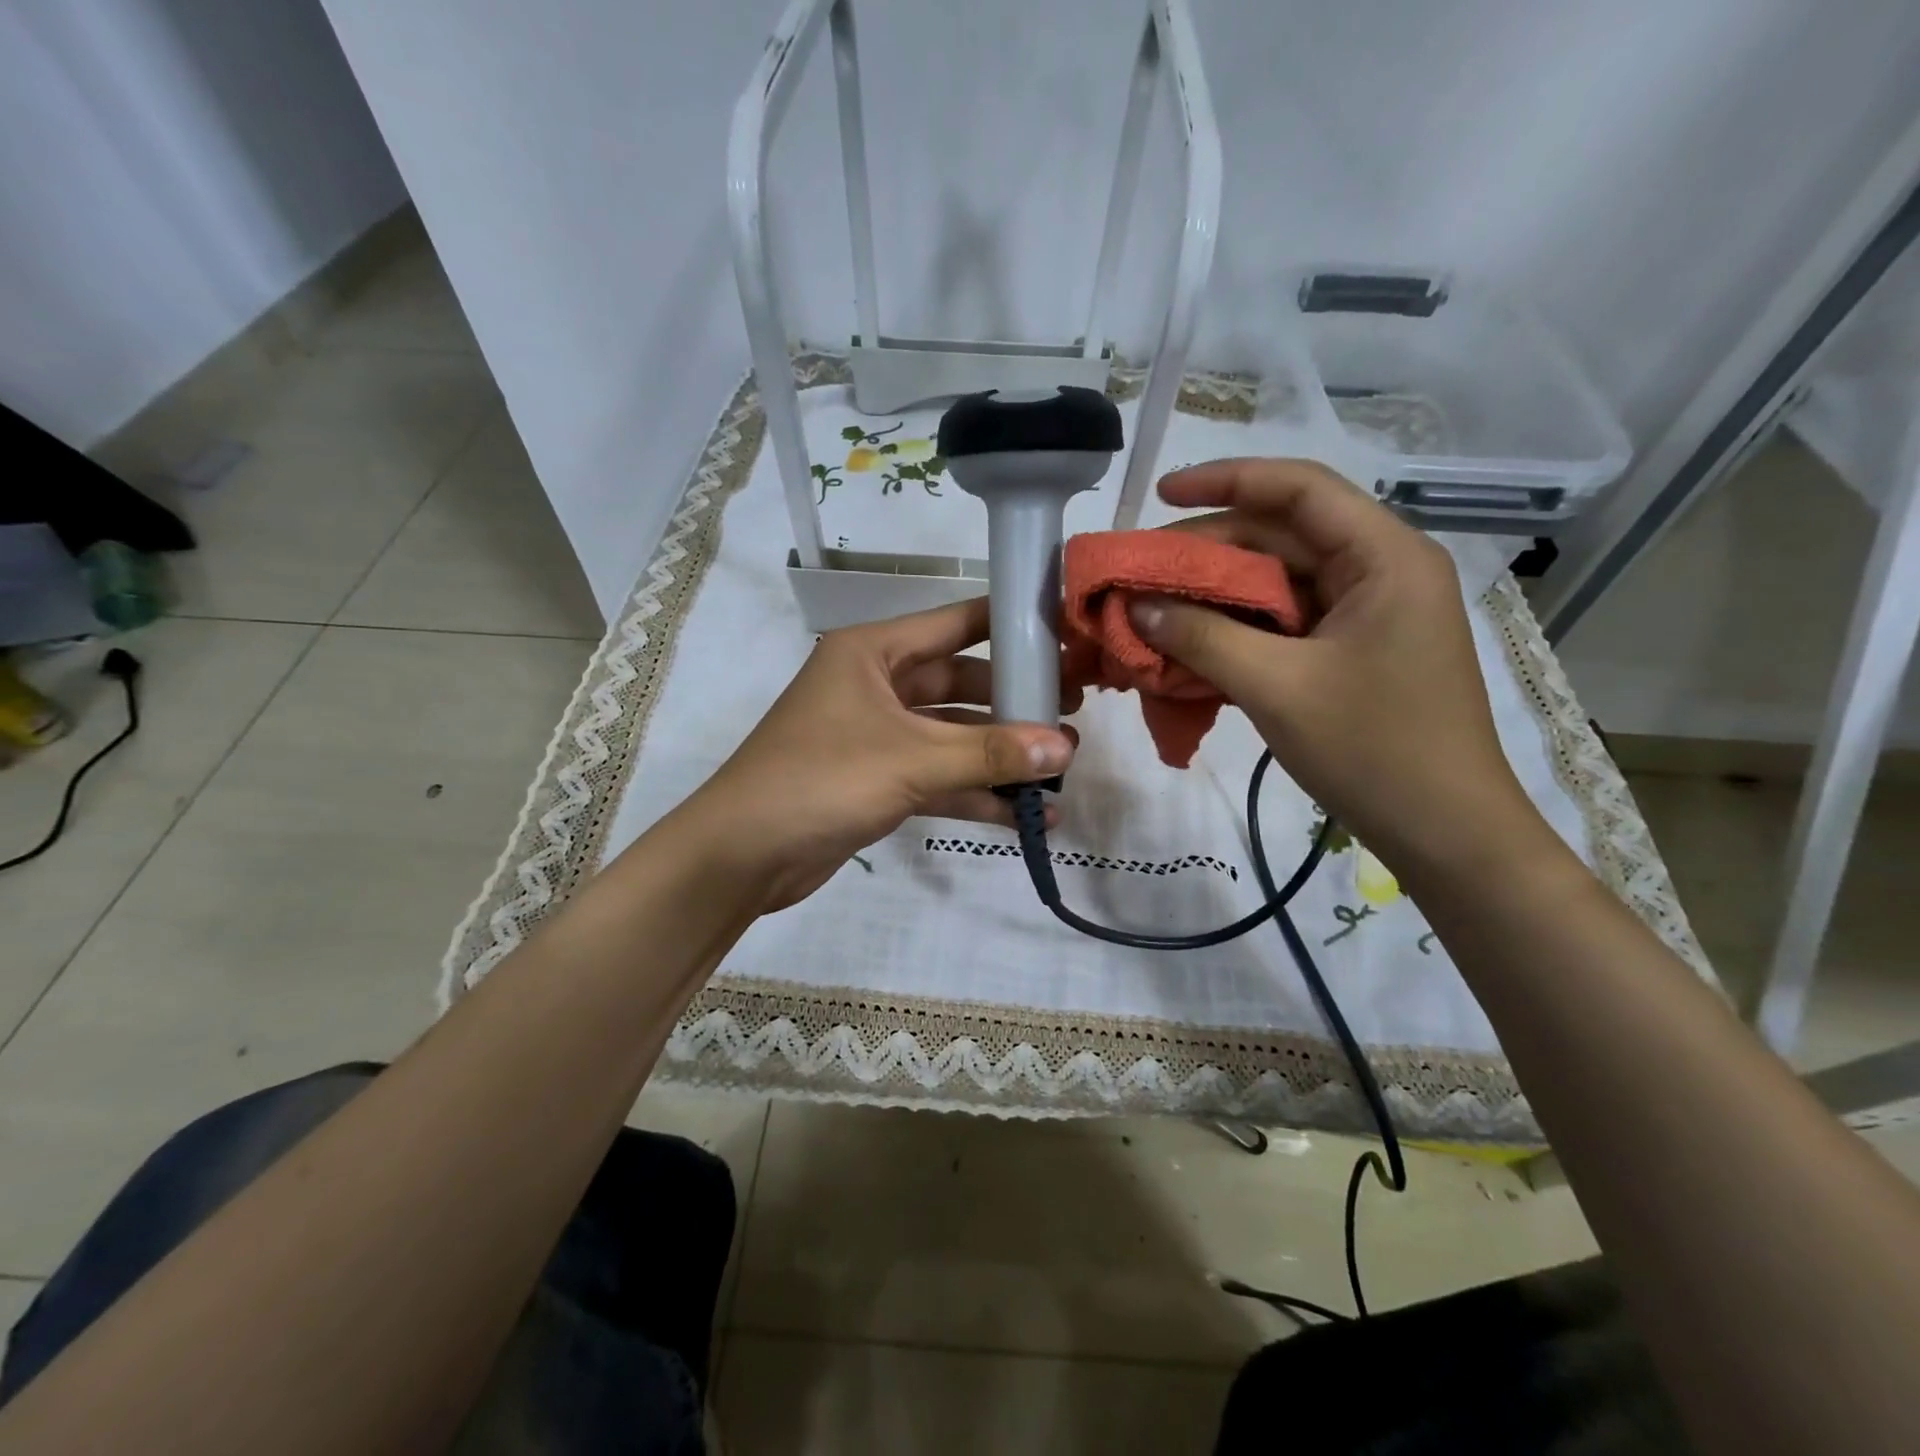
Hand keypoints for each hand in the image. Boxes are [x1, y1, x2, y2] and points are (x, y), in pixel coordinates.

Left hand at [679, 597, 1076, 911]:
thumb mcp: (910, 760)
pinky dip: (976, 793)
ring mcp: (877, 735)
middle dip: (1014, 702)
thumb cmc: (820, 781)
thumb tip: (1066, 747)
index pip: (956, 623)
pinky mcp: (878, 779)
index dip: (1012, 626)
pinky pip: (938, 776)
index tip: (1066, 636)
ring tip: (1062, 769)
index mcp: (873, 652)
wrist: (742, 855)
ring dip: (1000, 755)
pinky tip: (1026, 815)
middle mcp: (876, 684)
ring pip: (952, 735)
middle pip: (961, 683)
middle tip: (1074, 712)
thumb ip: (989, 753)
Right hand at [1133, 459, 1540, 873]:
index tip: (1161, 493)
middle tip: (1142, 573)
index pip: (1298, 489)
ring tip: (1154, 610)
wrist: (1445, 832)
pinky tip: (1191, 645)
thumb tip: (1136, 607)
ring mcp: (1367, 613)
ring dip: (1217, 595)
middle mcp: (1379, 571)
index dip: (1226, 481)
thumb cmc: (1374, 750)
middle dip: (1208, 551)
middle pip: (1282, 536)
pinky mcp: (1352, 650)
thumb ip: (1203, 638)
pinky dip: (1237, 629)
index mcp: (1383, 558)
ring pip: (1279, 582)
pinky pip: (1285, 622)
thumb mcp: (1277, 687)